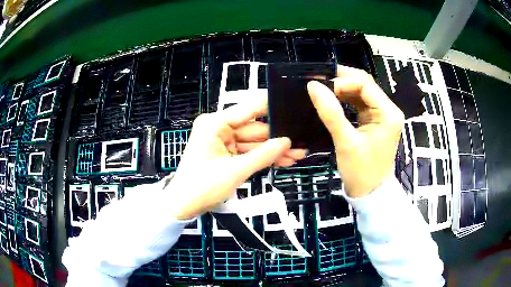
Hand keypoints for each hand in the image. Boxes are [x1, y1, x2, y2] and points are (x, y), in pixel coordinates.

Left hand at [168, 95, 306, 219]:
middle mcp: (218, 128)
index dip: (270, 107)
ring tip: (295, 155)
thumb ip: (263, 155)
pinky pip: (247, 151)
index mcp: (215, 124)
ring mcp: (222, 141)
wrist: (183, 205)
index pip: (249, 109)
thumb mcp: (235, 171)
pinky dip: (261, 157)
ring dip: (272, 150)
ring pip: (253, 142)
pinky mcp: (225, 152)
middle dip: (276, 139)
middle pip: (254, 129)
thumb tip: (285, 142)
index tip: (290, 107)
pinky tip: (281, 160)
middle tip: (299, 144)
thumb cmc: (202, 187)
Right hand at [307, 65, 403, 197]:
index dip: (342, 82)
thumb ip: (331, 113)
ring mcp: (382, 115)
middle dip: (342, 80)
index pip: (365, 84)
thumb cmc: (361, 172)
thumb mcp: (346, 143)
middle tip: (319, 81)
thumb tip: (313, 86)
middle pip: (364, 84)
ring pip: (361, 92)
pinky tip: (332, 99)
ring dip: (342, 88)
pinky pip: (359, 103)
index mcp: (388, 113)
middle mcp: (388, 109)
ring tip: (322, 89)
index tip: (321, 89)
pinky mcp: (375, 121)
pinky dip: (345, 99)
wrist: (370, 193)